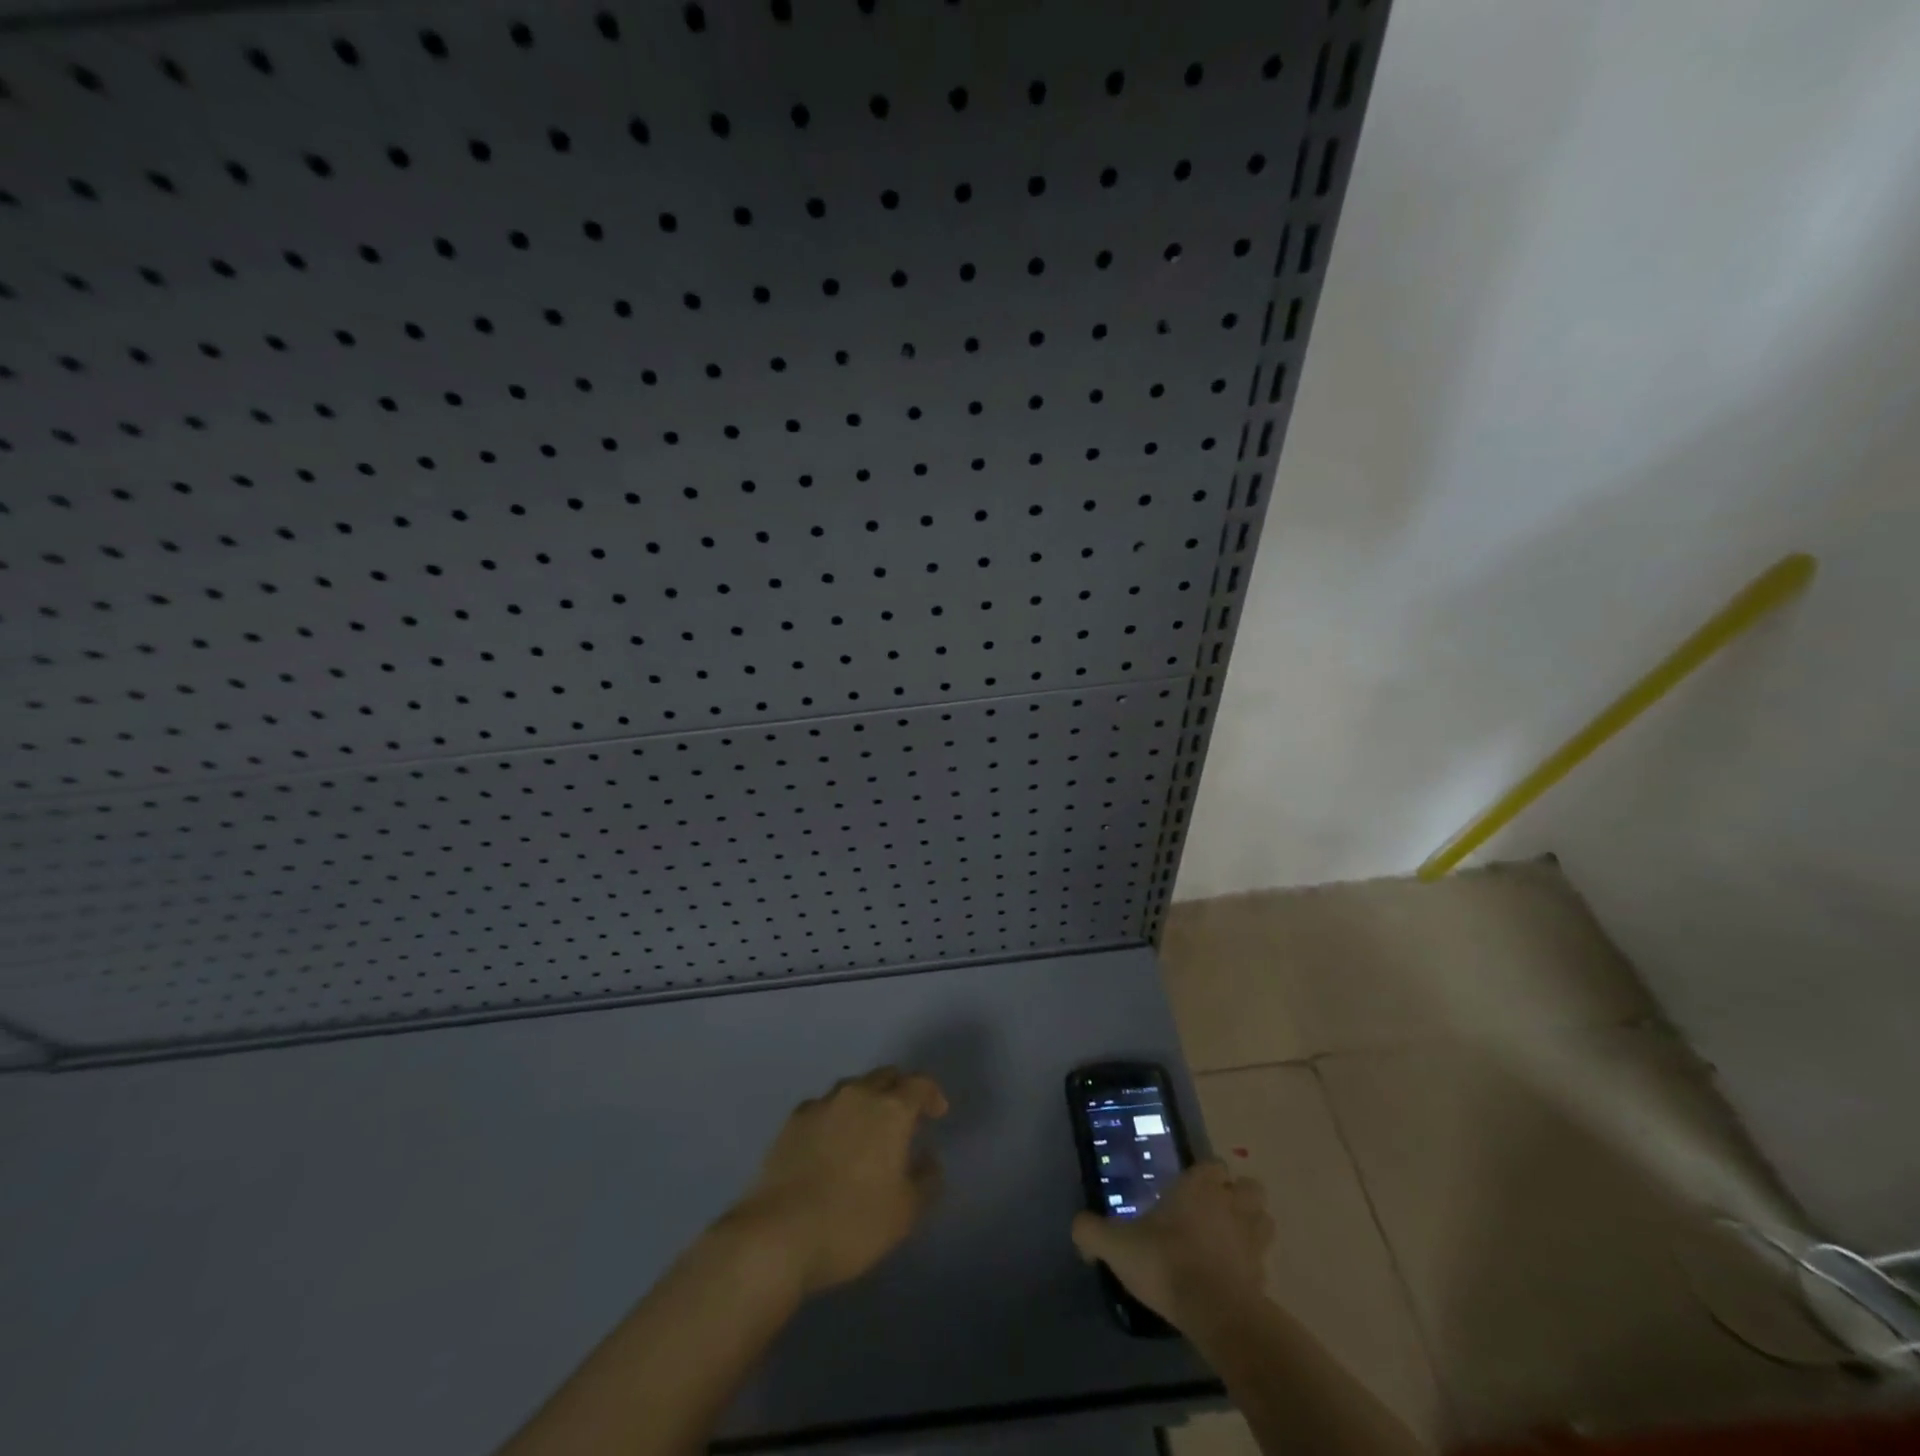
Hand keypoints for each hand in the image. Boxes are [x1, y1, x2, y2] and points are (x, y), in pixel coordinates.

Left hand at [727, 1066, 948, 1297]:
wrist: (779, 1235)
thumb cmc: (853, 1223)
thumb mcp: (906, 1212)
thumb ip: (926, 1179)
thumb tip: (927, 1158)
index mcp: (891, 1110)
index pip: (919, 1084)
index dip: (932, 1094)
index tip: (938, 1113)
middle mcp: (857, 1095)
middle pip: (885, 1076)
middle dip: (899, 1090)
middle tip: (905, 1117)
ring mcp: (821, 1105)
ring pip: (852, 1088)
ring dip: (866, 1100)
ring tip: (867, 1128)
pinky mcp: (792, 1121)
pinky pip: (823, 1106)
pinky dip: (835, 1115)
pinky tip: (831, 1139)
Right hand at [1071, 1161, 1272, 1329]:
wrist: (1214, 1312)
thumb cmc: (1166, 1262)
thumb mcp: (1117, 1245)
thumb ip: (1092, 1232)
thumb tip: (1079, 1229)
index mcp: (1199, 1187)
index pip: (1213, 1165)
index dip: (1205, 1176)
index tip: (1188, 1190)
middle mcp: (1230, 1205)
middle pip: (1249, 1187)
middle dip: (1237, 1196)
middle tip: (1214, 1213)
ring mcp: (1253, 1240)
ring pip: (1264, 1220)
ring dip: (1252, 1226)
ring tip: (1229, 1242)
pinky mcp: (1264, 1277)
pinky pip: (1263, 1262)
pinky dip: (1252, 1267)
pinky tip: (1232, 1279)